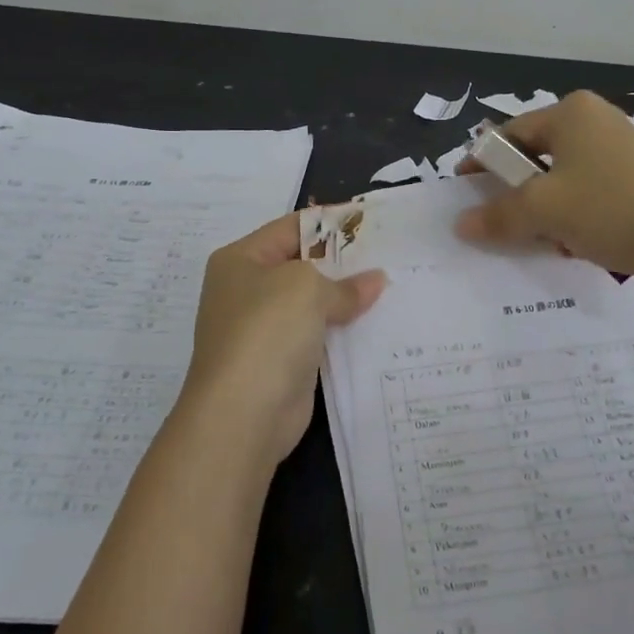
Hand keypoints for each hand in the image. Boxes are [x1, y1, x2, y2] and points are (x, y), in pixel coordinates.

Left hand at [178, 213, 386, 463]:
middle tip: (389, 253)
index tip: (371, 220)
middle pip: (303, 264)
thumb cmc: (267, 331)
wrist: (242, 414)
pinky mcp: (282, 361)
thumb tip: (376, 281)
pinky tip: (377, 323)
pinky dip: (344, 329)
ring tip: (392, 285)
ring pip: (313, 302)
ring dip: (346, 297)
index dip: (331, 222)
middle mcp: (247, 290)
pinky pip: (318, 335)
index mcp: (241, 260)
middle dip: (343, 261)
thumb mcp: (307, 289)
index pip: (292, 227)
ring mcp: (263, 328)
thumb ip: (344, 283)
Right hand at [454, 90, 633, 280]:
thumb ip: (498, 214)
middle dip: (516, 189)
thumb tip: (461, 224)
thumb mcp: (543, 211)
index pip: (510, 134)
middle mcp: (597, 119)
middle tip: (500, 218)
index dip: (483, 162)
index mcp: (572, 112)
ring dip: (545, 205)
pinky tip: (575, 240)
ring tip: (539, 236)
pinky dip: (574, 211)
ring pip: (564, 175)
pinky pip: (591, 188)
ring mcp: (623, 147)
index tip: (464, 190)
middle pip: (537, 154)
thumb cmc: (608, 209)